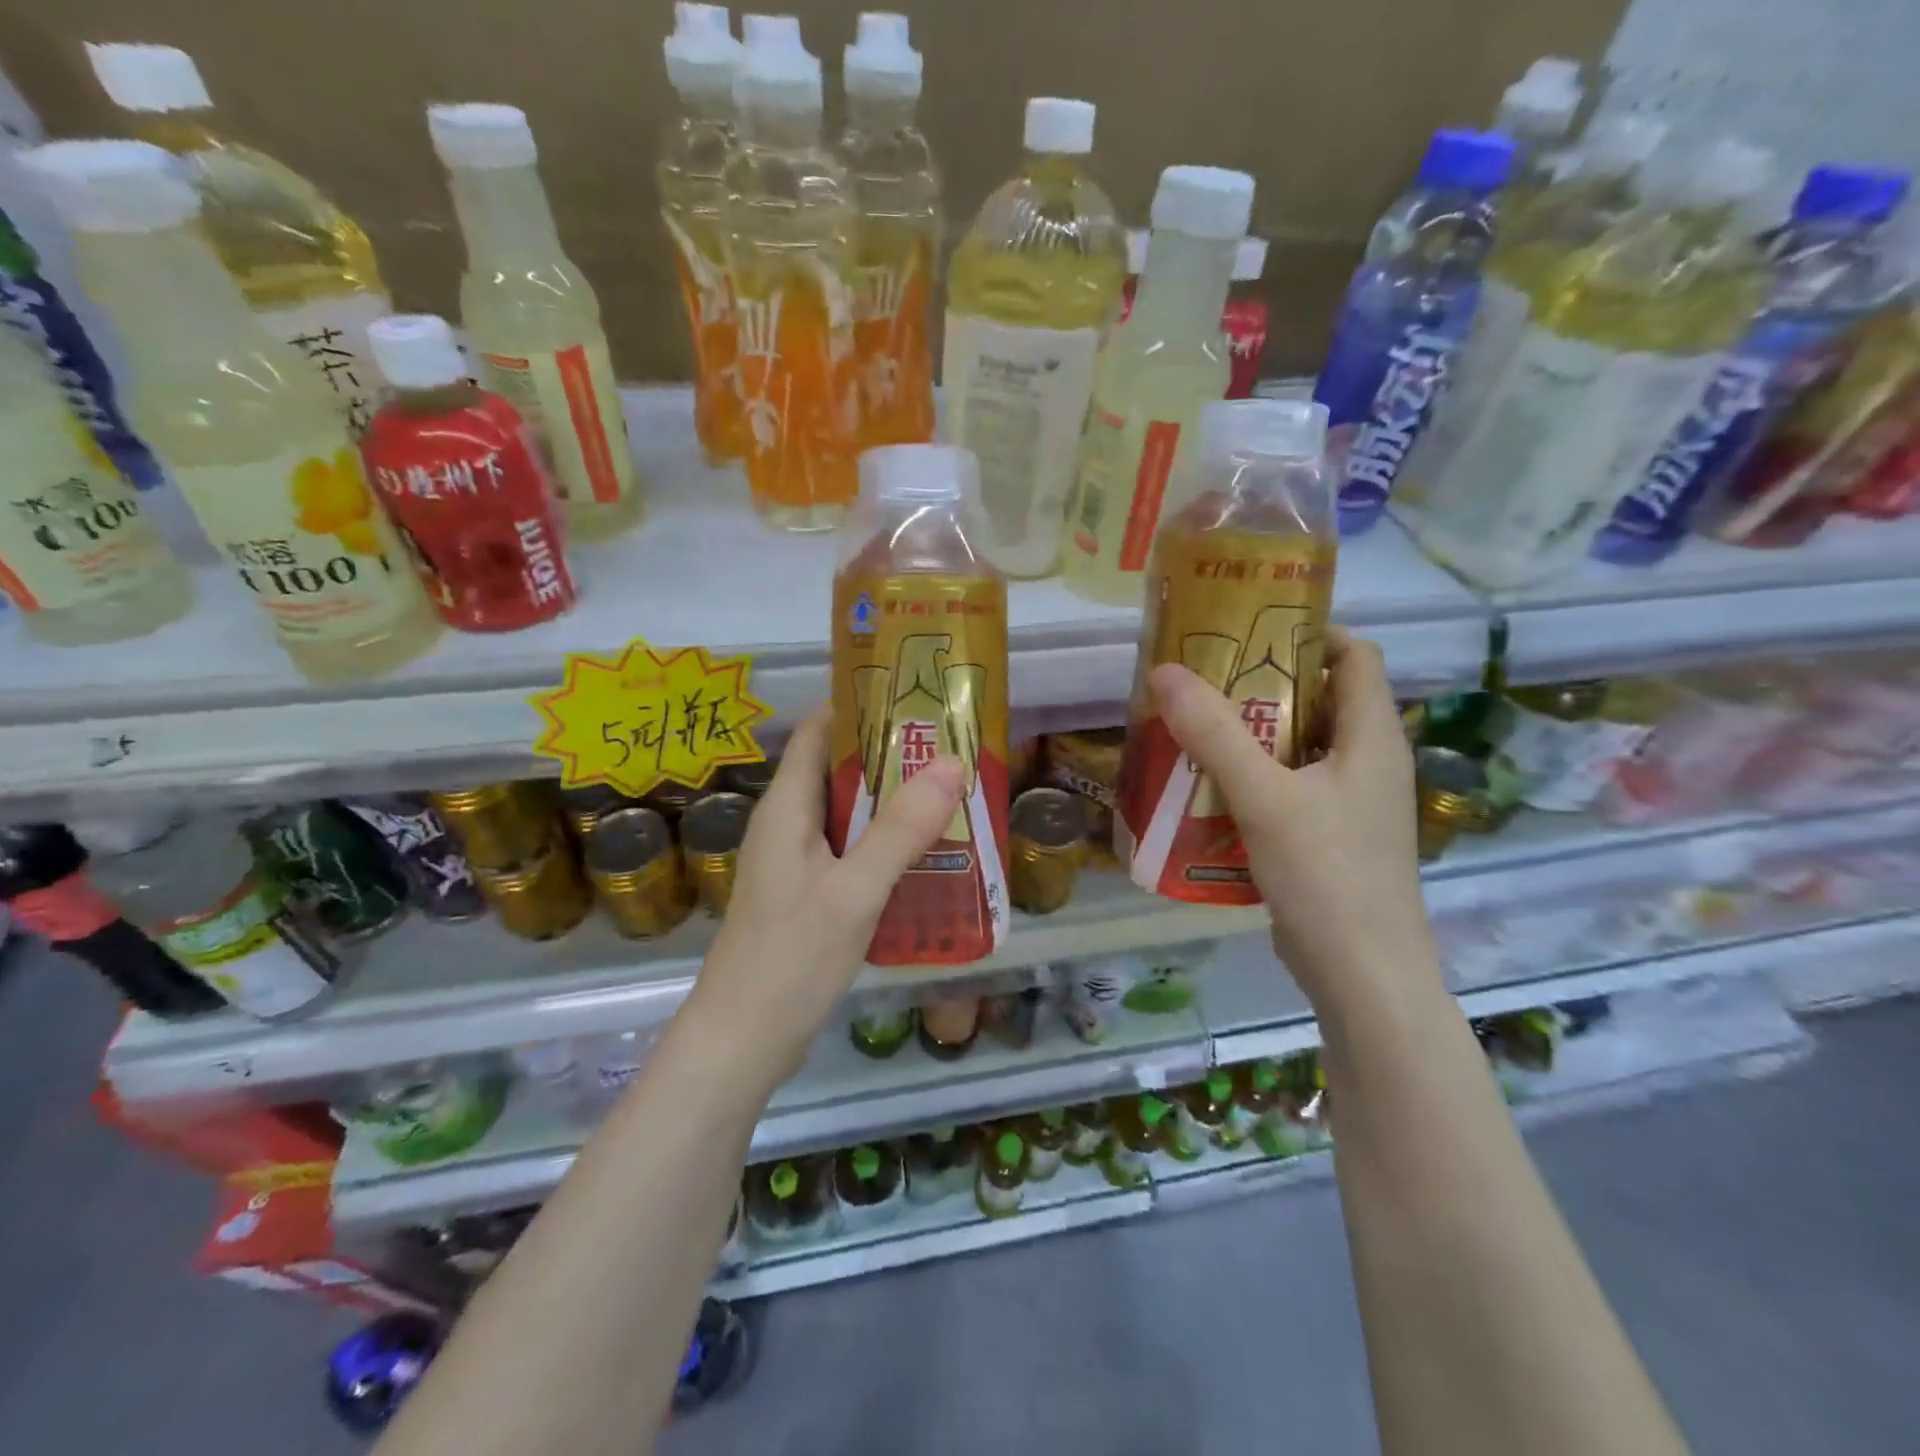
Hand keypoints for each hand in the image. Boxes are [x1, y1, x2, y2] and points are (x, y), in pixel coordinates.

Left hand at [682, 711, 964, 1091]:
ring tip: (948, 794)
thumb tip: (951, 762)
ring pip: (846, 813)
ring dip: (890, 802)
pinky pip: (847, 850)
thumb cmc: (791, 957)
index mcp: (786, 807)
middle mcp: (786, 825)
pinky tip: (924, 855)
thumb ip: (900, 829)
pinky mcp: (805, 894)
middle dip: (890, 756)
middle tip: (949, 748)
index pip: (817, 732)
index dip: (859, 706)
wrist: (742, 1041)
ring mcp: (794, 862)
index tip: (913, 699)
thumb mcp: (854, 890)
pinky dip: (883, 842)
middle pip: (837, 769)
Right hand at [1147, 628, 1438, 1013]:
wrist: (1364, 978)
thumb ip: (1214, 734)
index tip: (1246, 628)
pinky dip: (1252, 778)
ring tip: (1193, 726)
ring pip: (1300, 747)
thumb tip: (1164, 671)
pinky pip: (1289, 788)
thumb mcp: (1265, 797)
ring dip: (1251, 734)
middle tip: (1202, 678)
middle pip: (1320, 699)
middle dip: (1261, 684)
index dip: (1309, 632)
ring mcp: (1351, 804)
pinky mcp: (1330, 839)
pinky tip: (1206, 788)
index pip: (1355, 656)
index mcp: (1372, 737)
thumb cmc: (1327, 876)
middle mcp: (1369, 762)